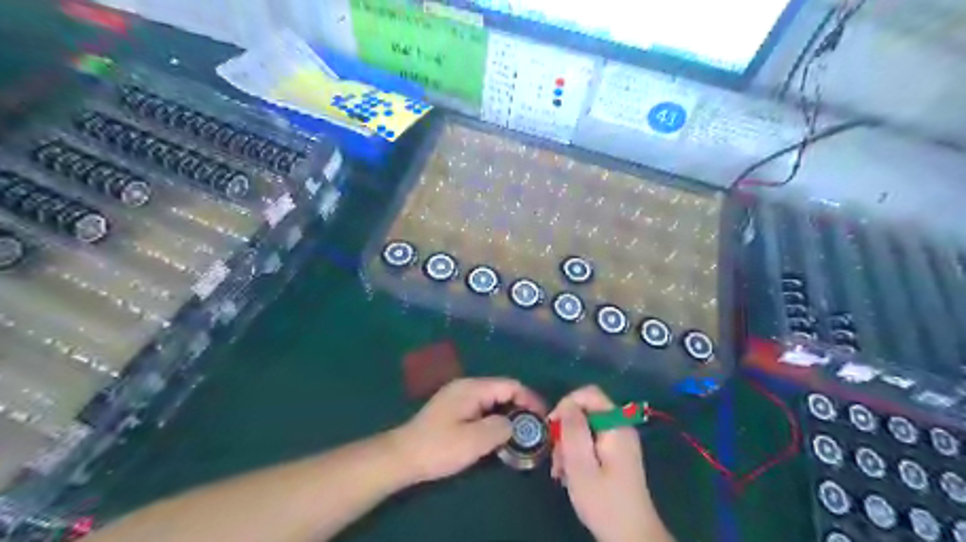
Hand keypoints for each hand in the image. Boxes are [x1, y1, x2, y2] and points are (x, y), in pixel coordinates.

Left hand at [389, 379, 541, 483]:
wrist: (402, 456)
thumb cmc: (438, 447)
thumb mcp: (474, 441)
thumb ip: (500, 428)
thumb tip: (514, 424)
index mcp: (473, 388)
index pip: (510, 385)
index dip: (530, 399)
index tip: (544, 419)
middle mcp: (467, 387)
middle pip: (502, 391)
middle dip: (521, 408)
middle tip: (535, 430)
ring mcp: (459, 397)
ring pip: (493, 401)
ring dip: (508, 415)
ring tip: (521, 435)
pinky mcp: (454, 410)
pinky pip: (482, 409)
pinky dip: (495, 419)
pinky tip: (498, 436)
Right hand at [547, 388, 668, 541]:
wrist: (631, 536)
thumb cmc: (604, 501)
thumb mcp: (581, 464)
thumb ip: (573, 429)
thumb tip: (566, 404)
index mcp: (616, 425)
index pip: (589, 394)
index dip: (567, 403)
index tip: (552, 427)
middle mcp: (620, 427)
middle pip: (586, 411)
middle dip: (565, 430)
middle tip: (556, 456)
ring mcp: (619, 441)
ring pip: (585, 427)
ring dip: (568, 445)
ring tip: (560, 471)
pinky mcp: (615, 454)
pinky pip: (591, 441)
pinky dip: (577, 453)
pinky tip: (570, 473)